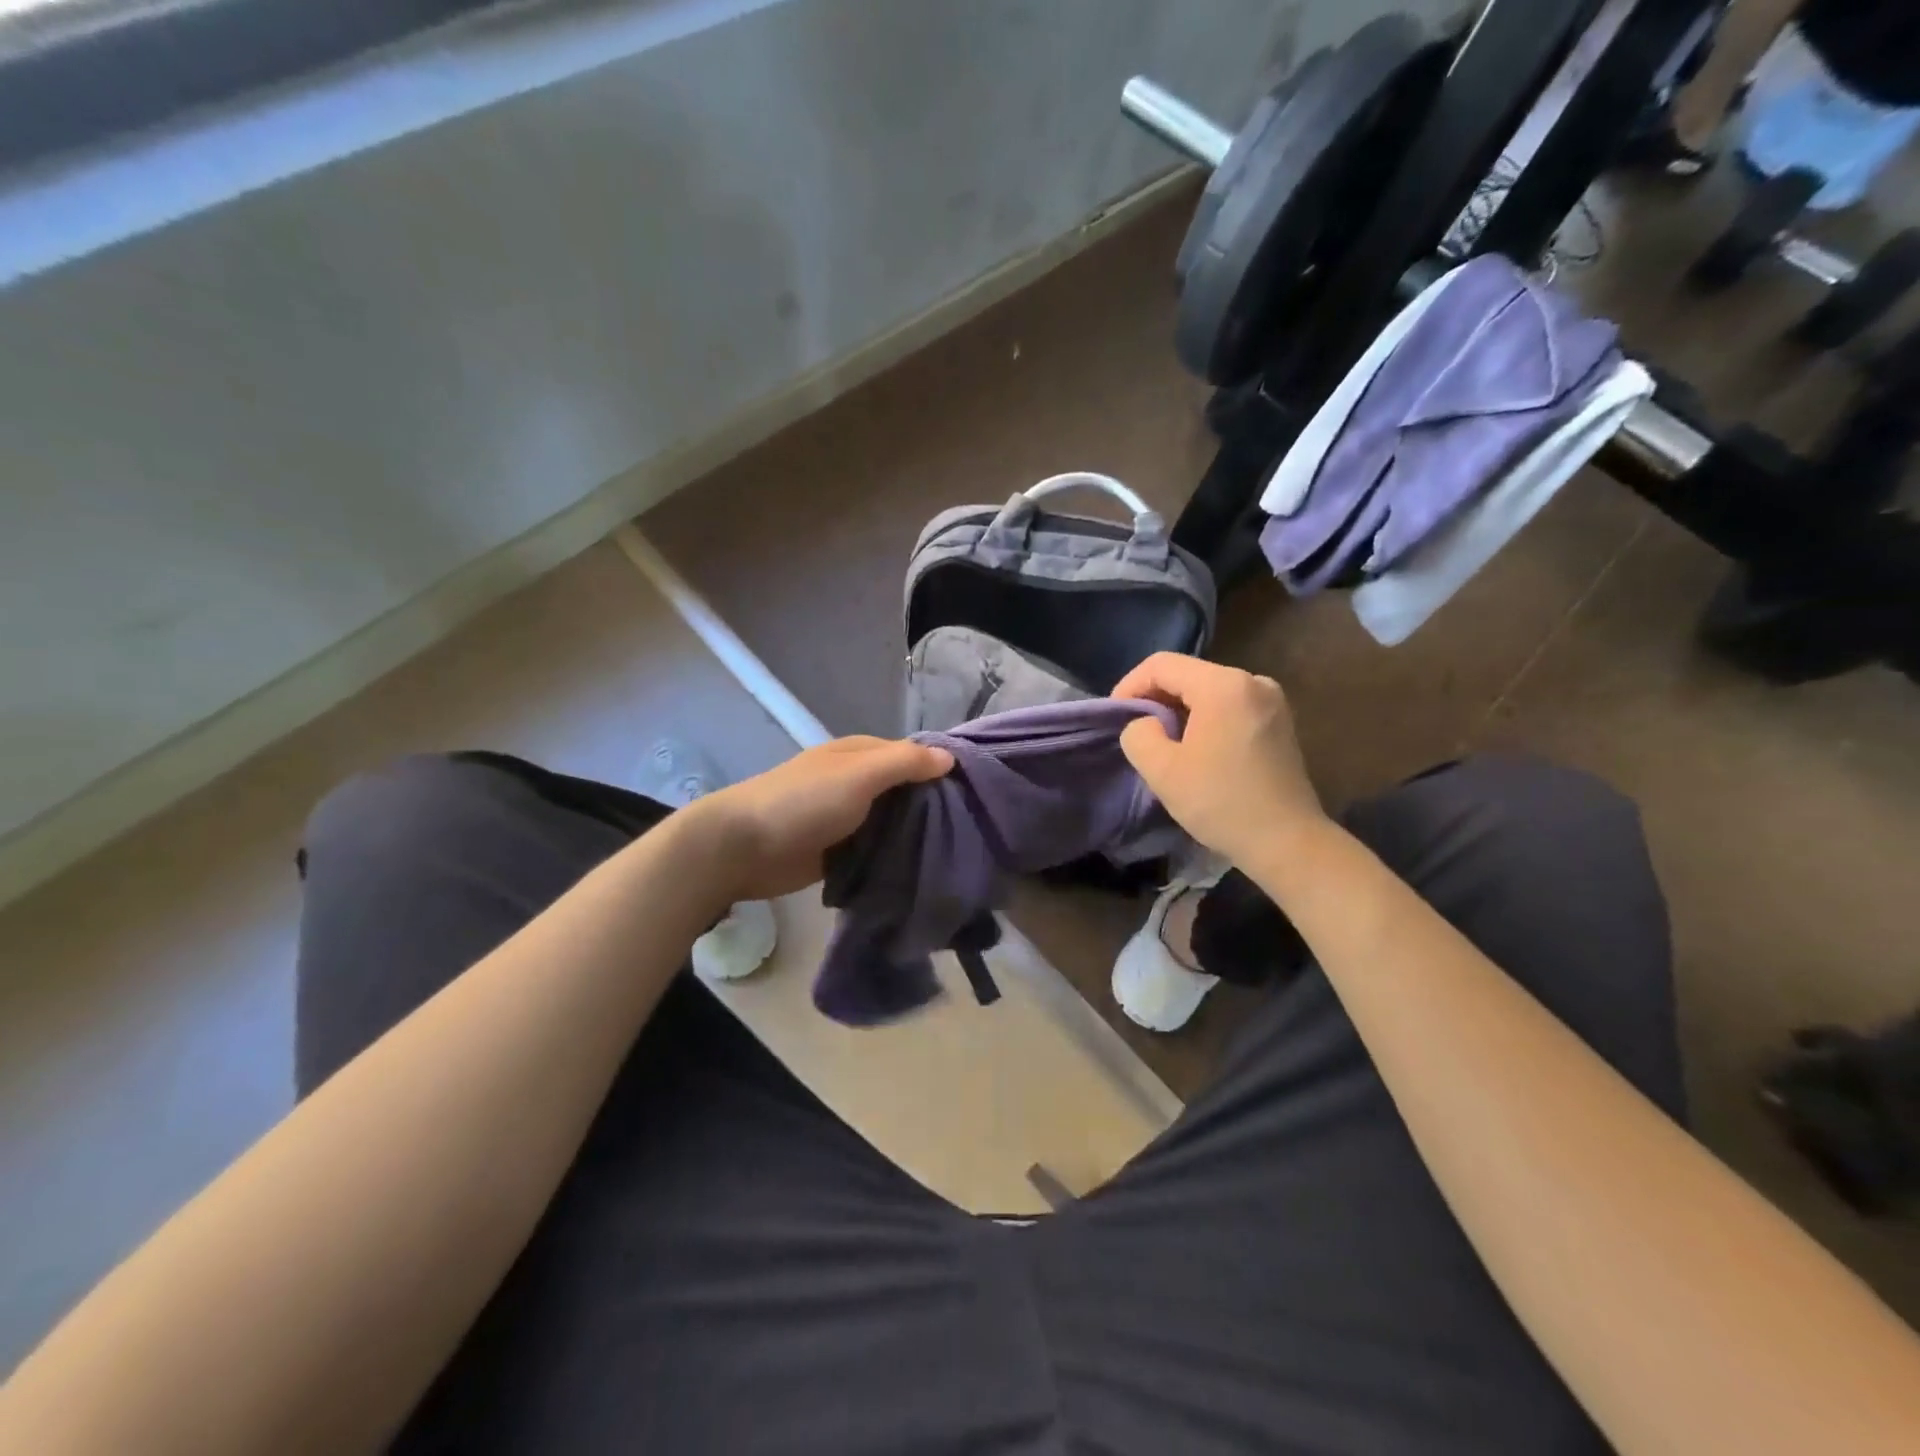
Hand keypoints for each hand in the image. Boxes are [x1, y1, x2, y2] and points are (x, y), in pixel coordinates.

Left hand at [681, 737, 952, 902]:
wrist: (743, 847)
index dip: (943, 770)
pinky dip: (896, 857)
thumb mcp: (858, 775)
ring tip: (958, 855)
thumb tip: (950, 757)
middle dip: (934, 807)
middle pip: (907, 792)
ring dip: (917, 835)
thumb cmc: (803, 802)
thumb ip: (904, 763)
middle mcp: (857, 782)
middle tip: (976, 831)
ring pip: (894, 823)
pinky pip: (878, 850)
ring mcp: (848, 818)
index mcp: (861, 755)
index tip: (979, 794)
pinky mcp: (840, 851)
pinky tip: (924, 871)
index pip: (914, 756)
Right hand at [1113, 653, 1327, 868]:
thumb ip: (1138, 734)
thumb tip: (1147, 724)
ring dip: (1179, 711)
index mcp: (1224, 685)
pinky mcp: (1279, 722)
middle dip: (1155, 699)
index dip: (1129, 686)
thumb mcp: (1162, 770)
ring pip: (1208, 691)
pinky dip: (1205, 719)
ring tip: (1162, 743)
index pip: (1161, 665)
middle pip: (1188, 675)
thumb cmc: (1221, 802)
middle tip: (1136, 732)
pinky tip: (1196, 749)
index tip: (1115, 718)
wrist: (1287, 842)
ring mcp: (1272, 701)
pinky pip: (1229, 706)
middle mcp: (1253, 681)